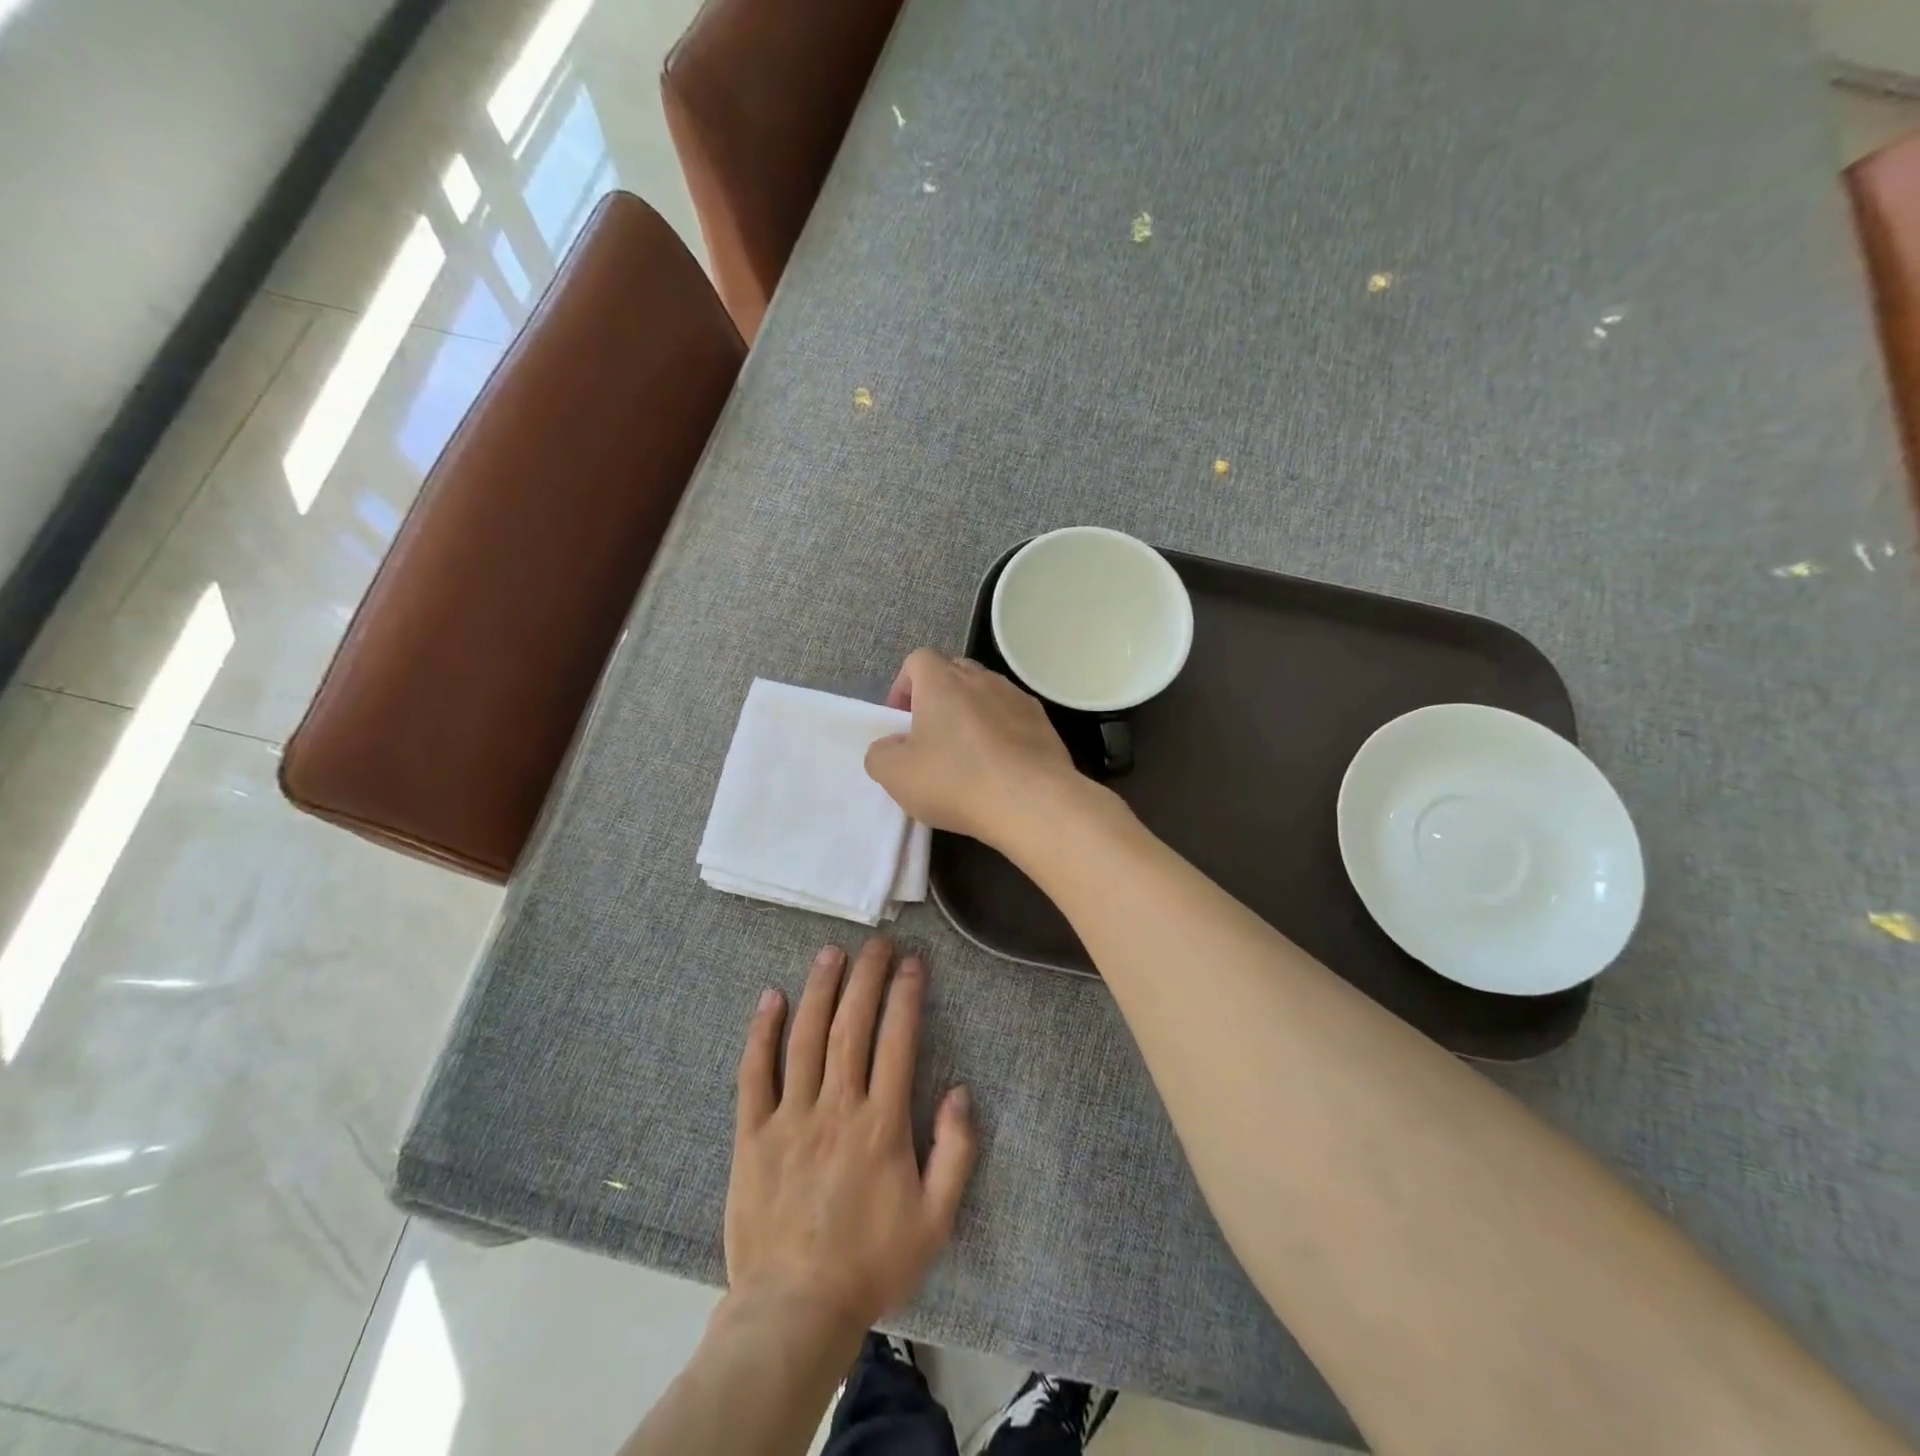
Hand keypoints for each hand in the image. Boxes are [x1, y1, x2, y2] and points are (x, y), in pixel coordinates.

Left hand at [726, 939, 976, 1336]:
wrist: (794, 1311)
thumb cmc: (871, 1264)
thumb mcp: (935, 1221)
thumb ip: (955, 1153)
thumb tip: (961, 1092)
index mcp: (881, 1124)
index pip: (898, 1040)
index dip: (906, 995)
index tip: (913, 963)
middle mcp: (836, 1107)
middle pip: (852, 1025)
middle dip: (866, 977)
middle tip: (876, 943)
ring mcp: (790, 1117)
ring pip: (806, 1037)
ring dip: (820, 989)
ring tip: (831, 952)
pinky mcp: (752, 1134)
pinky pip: (754, 1073)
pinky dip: (762, 1032)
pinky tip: (771, 998)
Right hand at [864, 649, 1080, 846]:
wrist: (1032, 802)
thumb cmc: (956, 781)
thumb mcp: (896, 775)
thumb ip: (880, 754)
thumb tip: (890, 746)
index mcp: (942, 681)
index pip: (918, 660)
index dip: (904, 686)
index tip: (901, 722)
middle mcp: (982, 678)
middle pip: (954, 673)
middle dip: (938, 700)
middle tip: (931, 739)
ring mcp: (1018, 698)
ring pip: (986, 696)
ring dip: (972, 717)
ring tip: (968, 758)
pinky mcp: (1044, 723)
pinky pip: (1013, 719)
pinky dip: (1002, 735)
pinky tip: (1000, 769)